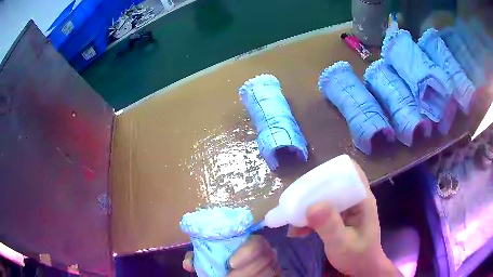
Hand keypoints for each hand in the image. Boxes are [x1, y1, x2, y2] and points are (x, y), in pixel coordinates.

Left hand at [183, 235, 280, 275]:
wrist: (237, 267)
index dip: (247, 252)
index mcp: (252, 242)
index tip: (230, 263)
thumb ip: (199, 257)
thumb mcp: (212, 257)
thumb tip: (188, 263)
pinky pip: (274, 276)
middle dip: (246, 271)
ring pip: (269, 271)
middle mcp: (268, 252)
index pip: (257, 242)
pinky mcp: (277, 273)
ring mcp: (274, 264)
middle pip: (265, 259)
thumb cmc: (224, 259)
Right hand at [288, 161, 401, 276]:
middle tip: (294, 202)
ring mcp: (347, 209)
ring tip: (292, 219)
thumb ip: (329, 225)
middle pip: (333, 183)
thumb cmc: (357, 256)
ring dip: (308, 206)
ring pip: (326, 197)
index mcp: (361, 199)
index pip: (349, 171)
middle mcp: (354, 199)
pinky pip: (322, 211)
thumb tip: (311, 205)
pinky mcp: (339, 218)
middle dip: (312, 192)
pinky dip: (310, 218)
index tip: (309, 182)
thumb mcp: (342, 243)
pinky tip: (298, 230)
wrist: (361, 269)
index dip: (330, 171)